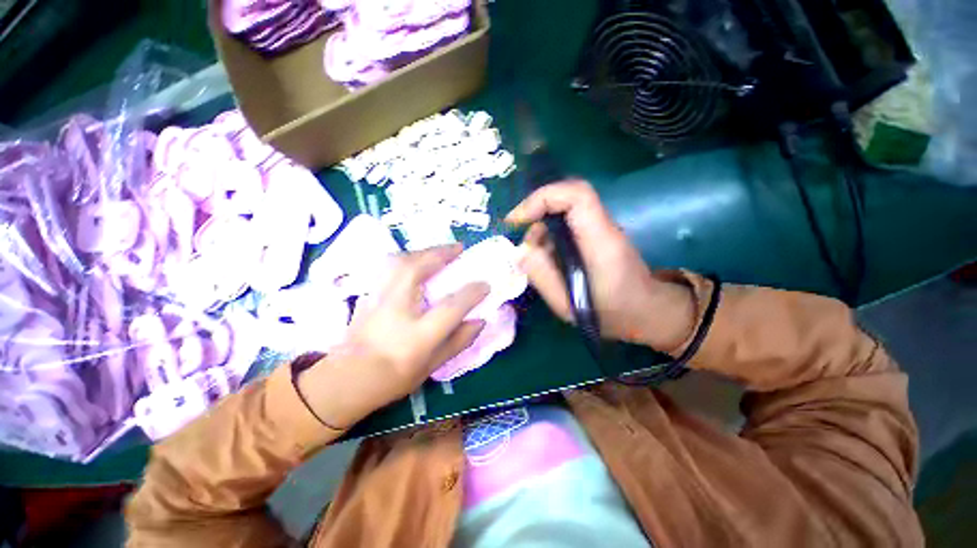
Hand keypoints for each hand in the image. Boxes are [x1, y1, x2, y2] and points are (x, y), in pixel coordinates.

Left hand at [297, 245, 488, 429]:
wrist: (346, 381)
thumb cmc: (393, 378)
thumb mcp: (432, 365)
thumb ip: (458, 341)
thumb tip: (480, 320)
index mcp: (418, 335)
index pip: (451, 307)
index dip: (472, 293)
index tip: (485, 284)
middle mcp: (396, 310)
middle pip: (418, 269)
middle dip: (441, 253)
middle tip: (459, 248)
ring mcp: (377, 298)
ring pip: (398, 261)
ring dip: (422, 252)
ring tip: (437, 252)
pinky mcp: (367, 294)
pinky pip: (387, 267)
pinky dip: (405, 259)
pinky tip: (413, 262)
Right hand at [506, 180, 695, 352]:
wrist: (645, 311)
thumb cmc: (610, 313)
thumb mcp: (568, 305)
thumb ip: (542, 276)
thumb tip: (521, 251)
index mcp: (601, 242)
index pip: (576, 196)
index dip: (542, 198)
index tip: (518, 220)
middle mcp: (603, 226)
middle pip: (567, 196)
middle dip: (536, 210)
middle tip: (520, 237)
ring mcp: (601, 227)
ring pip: (564, 208)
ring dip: (541, 225)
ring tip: (533, 256)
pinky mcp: (596, 232)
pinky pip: (567, 221)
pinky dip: (549, 233)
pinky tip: (546, 257)